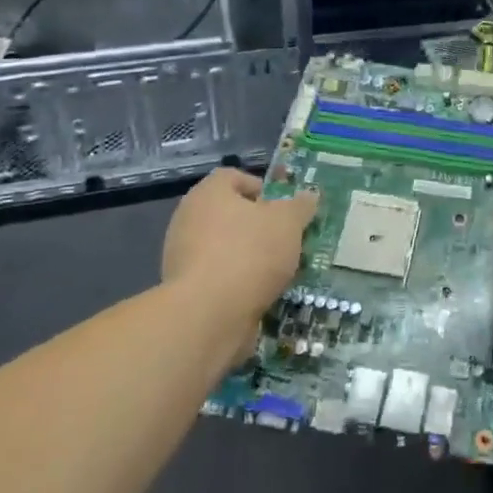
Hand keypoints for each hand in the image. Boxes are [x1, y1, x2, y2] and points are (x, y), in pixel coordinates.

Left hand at [162, 168, 317, 360]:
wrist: (208, 315)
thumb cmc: (249, 253)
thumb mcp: (288, 223)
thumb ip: (300, 206)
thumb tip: (309, 196)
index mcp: (209, 193)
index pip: (233, 177)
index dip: (261, 187)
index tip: (282, 208)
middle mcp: (189, 218)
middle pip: (230, 213)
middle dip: (259, 226)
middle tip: (285, 240)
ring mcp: (183, 255)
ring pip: (225, 247)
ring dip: (249, 256)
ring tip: (277, 272)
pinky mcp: (184, 289)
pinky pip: (218, 276)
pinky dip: (237, 282)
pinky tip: (259, 294)